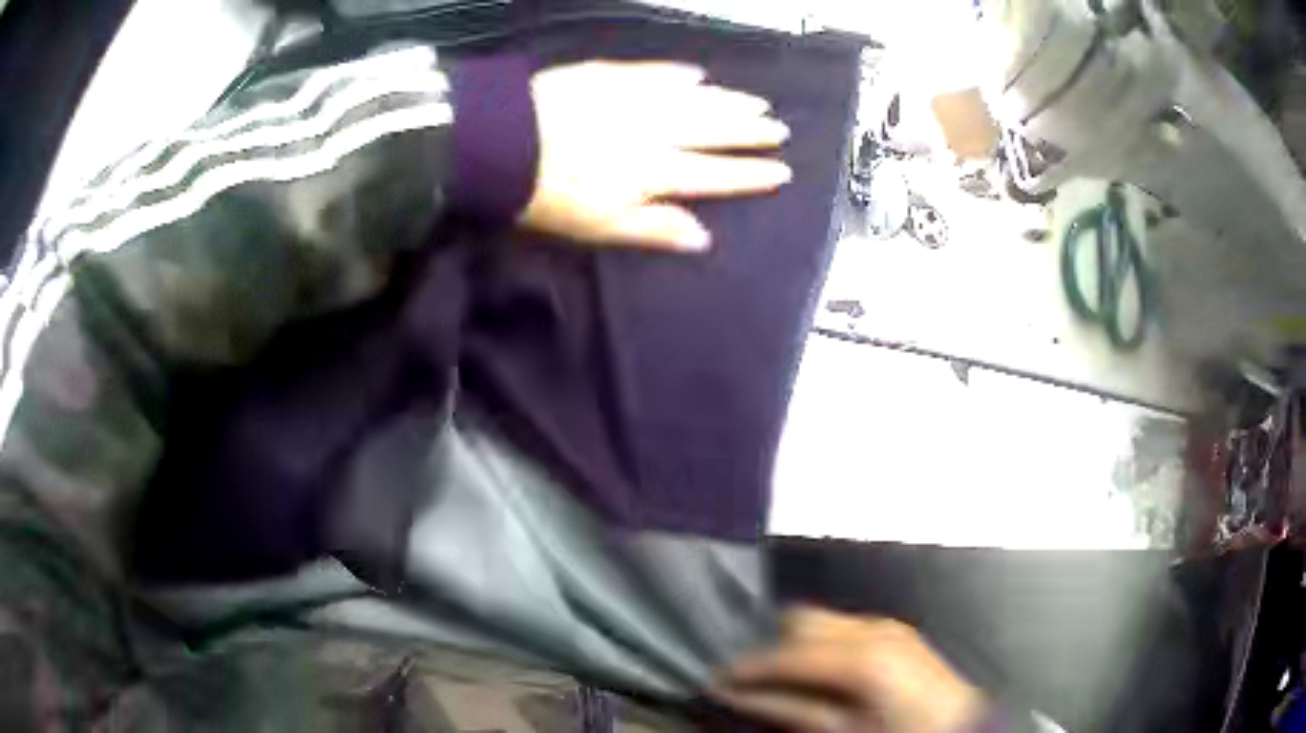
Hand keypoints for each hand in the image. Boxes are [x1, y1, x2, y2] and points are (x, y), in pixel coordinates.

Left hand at [518, 61, 791, 250]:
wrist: (500, 143)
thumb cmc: (546, 195)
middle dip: (749, 132)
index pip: (713, 174)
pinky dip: (678, 75)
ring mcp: (633, 99)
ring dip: (727, 101)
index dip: (748, 174)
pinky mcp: (608, 76)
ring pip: (692, 100)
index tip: (781, 171)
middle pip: (711, 131)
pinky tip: (697, 74)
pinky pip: (654, 73)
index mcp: (653, 172)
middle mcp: (654, 132)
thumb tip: (703, 237)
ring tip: (757, 101)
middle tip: (779, 127)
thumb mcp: (600, 226)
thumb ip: (654, 228)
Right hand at [715, 609, 986, 732]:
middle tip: (753, 682)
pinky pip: (845, 628)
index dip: (747, 668)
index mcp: (863, 657)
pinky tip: (819, 675)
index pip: (786, 653)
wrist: (957, 731)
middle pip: (802, 619)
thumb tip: (738, 695)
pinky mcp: (897, 633)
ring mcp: (889, 626)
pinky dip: (822, 646)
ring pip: (823, 619)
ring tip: (784, 681)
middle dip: (773, 648)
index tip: (715, 680)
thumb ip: (790, 710)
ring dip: (796, 646)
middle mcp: (875, 628)